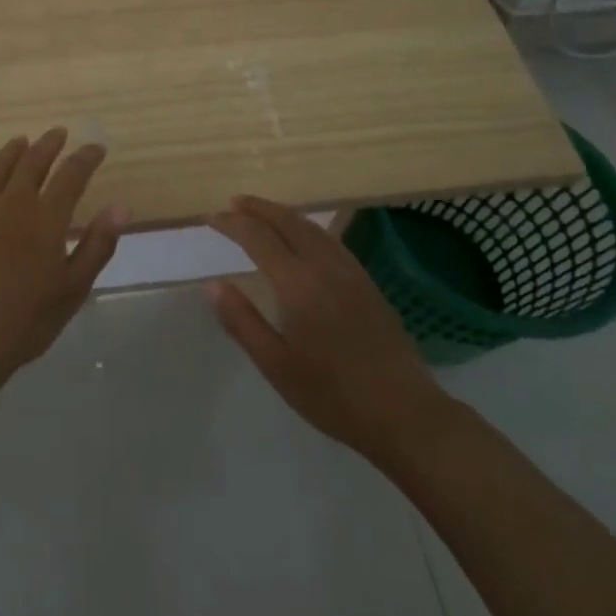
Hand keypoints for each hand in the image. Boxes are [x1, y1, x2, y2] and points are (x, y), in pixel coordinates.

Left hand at [0, 128, 129, 383]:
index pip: (71, 176)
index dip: (85, 158)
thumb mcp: (74, 287)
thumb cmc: (28, 320)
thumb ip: (98, 244)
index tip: (96, 147)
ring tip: (20, 140)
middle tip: (58, 133)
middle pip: (32, 164)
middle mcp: (12, 205)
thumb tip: (121, 207)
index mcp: (46, 219)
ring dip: (9, 152)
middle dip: (48, 146)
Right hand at [208, 196, 445, 459]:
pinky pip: (331, 241)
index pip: (258, 238)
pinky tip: (304, 239)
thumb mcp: (276, 365)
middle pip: (288, 222)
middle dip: (259, 208)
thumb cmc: (332, 394)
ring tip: (263, 213)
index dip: (232, 223)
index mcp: (298, 284)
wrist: (404, 413)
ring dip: (284, 214)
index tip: (211, 218)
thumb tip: (213, 284)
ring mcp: (351, 273)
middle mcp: (325, 267)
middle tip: (234, 202)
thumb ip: (242, 320)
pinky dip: (307, 228)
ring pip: (313, 228)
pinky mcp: (368, 284)